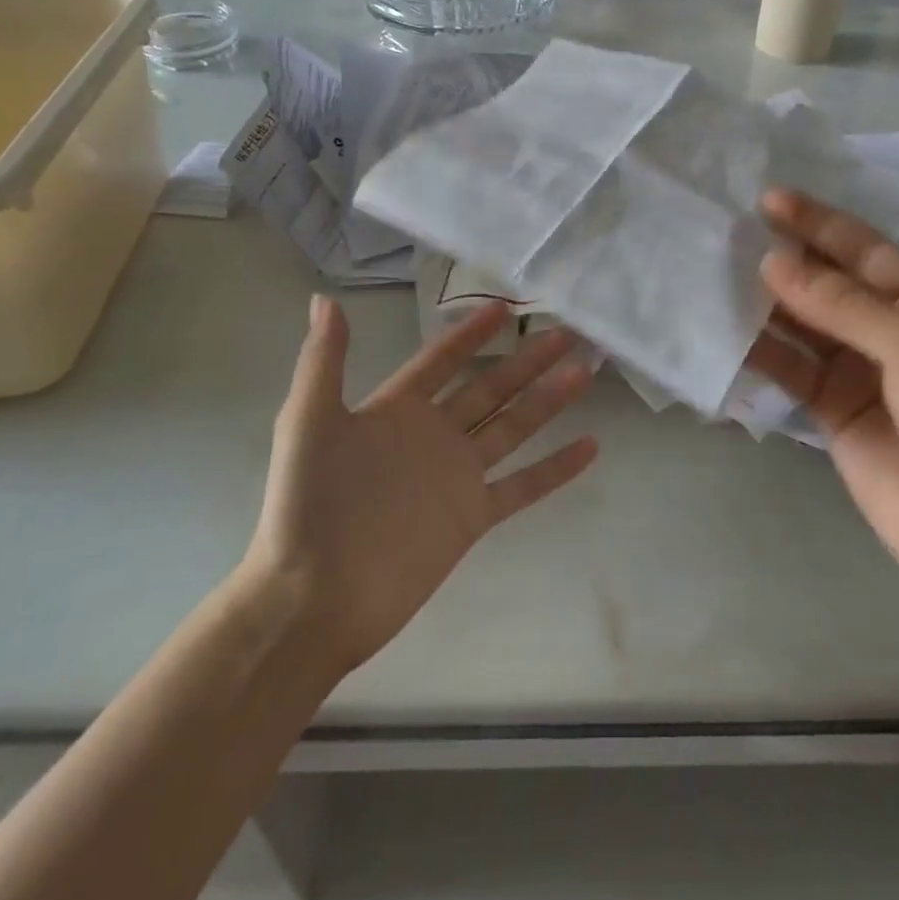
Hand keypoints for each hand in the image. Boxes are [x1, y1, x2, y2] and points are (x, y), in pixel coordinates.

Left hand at [243, 296, 597, 674]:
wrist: (314, 598)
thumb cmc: (307, 505)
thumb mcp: (308, 423)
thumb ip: (323, 362)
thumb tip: (324, 301)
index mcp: (397, 410)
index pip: (442, 360)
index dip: (471, 333)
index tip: (505, 307)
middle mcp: (433, 435)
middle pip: (490, 387)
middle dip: (527, 360)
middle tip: (566, 332)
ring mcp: (456, 476)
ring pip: (514, 427)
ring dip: (549, 400)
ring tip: (584, 372)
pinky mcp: (472, 516)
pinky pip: (522, 487)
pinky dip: (556, 468)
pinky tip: (591, 447)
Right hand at [746, 190, 898, 603]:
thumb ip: (842, 304)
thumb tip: (772, 262)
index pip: (861, 247)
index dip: (815, 222)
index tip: (766, 199)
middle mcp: (889, 326)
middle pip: (826, 281)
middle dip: (783, 258)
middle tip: (727, 234)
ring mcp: (857, 368)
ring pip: (801, 323)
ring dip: (764, 302)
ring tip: (714, 275)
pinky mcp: (831, 408)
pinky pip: (789, 368)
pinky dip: (759, 351)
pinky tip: (725, 333)